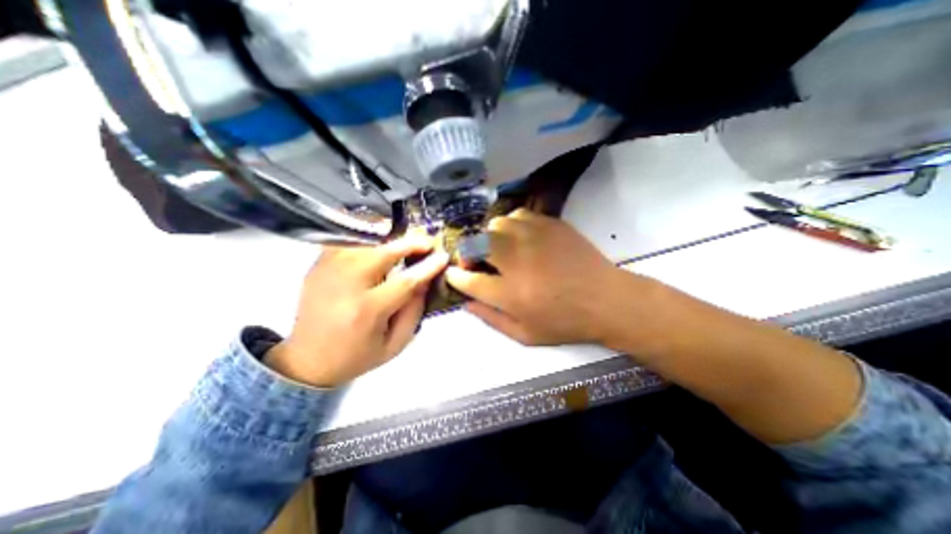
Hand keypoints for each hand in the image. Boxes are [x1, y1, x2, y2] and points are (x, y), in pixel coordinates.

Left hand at [263, 237, 449, 386]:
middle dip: (409, 244)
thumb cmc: (357, 357)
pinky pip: (346, 243)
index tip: (443, 256)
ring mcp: (327, 272)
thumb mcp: (395, 344)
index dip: (428, 266)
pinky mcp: (316, 267)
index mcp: (367, 311)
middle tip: (426, 243)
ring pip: (364, 243)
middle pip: (382, 253)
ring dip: (389, 240)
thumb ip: (414, 311)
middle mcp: (345, 286)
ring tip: (405, 244)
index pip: (405, 281)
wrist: (307, 361)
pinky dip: (365, 240)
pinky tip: (378, 245)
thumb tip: (424, 280)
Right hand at [444, 209, 624, 344]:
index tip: (453, 274)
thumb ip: (491, 319)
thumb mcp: (525, 335)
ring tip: (499, 249)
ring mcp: (535, 238)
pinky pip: (518, 215)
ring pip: (496, 224)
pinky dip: (511, 225)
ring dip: (490, 237)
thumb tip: (466, 303)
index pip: (469, 279)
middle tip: (477, 262)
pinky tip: (518, 237)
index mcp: (511, 294)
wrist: (606, 300)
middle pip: (477, 244)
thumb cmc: (565, 322)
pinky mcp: (551, 225)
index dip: (456, 276)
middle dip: (469, 253)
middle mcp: (518, 261)